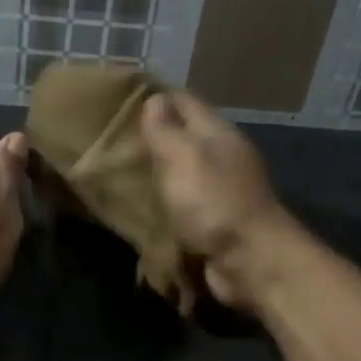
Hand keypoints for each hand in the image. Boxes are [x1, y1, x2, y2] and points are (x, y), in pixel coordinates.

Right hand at [138, 90, 299, 310]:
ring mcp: (221, 191)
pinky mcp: (215, 223)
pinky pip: (184, 205)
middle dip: (151, 138)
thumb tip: (154, 99)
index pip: (183, 101)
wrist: (251, 262)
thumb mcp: (183, 156)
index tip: (117, 103)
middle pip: (183, 137)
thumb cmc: (214, 202)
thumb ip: (165, 129)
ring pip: (182, 172)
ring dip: (156, 174)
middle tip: (109, 143)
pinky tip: (140, 208)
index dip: (154, 98)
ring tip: (117, 175)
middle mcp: (221, 157)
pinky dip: (165, 204)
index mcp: (217, 133)